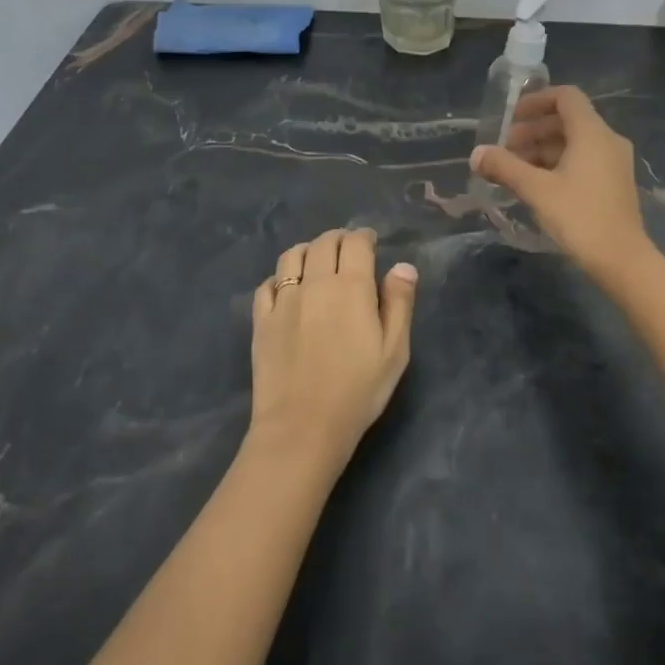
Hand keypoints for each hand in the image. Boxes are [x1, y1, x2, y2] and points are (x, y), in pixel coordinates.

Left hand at [250, 227, 417, 458]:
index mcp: (351, 287)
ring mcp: (283, 300)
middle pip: (323, 243)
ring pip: (291, 256)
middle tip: (348, 248)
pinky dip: (280, 277)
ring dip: (308, 250)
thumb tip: (403, 266)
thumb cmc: (358, 391)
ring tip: (317, 260)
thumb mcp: (395, 350)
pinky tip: (287, 288)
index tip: (371, 242)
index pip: (356, 243)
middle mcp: (315, 283)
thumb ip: (399, 304)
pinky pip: (267, 284)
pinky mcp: (261, 320)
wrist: (302, 427)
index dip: (364, 237)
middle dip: (338, 239)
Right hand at [470, 86, 651, 274]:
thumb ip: (505, 167)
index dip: (536, 101)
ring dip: (543, 149)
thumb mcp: (536, 190)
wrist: (621, 259)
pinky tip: (537, 185)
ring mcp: (614, 162)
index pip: (565, 97)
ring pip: (574, 143)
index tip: (511, 117)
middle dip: (533, 130)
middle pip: (568, 120)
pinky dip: (558, 164)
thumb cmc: (579, 217)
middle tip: (505, 149)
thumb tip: (476, 154)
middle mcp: (608, 140)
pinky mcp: (614, 183)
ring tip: (515, 170)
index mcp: (592, 133)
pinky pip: (583, 160)